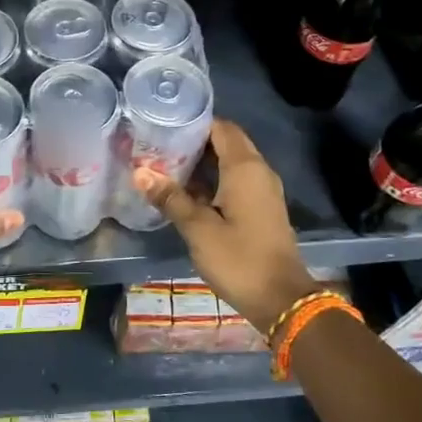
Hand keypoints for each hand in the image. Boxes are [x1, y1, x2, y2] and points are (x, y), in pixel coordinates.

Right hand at [135, 119, 317, 334]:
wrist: (281, 299)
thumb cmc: (238, 259)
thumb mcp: (198, 229)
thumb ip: (170, 198)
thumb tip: (140, 172)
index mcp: (245, 168)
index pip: (221, 128)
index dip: (194, 122)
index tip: (164, 124)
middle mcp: (258, 172)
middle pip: (226, 143)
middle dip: (195, 141)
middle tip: (159, 144)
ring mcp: (263, 191)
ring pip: (231, 163)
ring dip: (203, 162)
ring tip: (166, 164)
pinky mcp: (262, 209)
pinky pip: (236, 181)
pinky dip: (214, 179)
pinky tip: (187, 191)